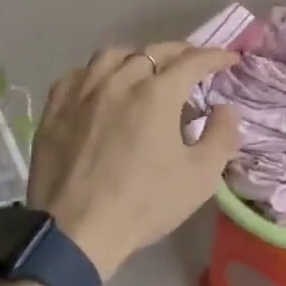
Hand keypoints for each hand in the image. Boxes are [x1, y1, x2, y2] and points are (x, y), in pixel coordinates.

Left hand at [28, 43, 240, 278]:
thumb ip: (222, 136)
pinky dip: (96, 73)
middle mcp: (119, 80)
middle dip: (180, 52)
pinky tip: (100, 85)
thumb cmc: (143, 204)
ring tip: (145, 70)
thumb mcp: (200, 178)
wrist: (75, 233)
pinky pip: (78, 74)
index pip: (193, 61)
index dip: (215, 57)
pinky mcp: (55, 109)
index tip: (230, 59)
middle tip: (193, 62)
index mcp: (157, 94)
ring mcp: (83, 92)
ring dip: (136, 57)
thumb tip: (225, 109)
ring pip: (112, 55)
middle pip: (153, 51)